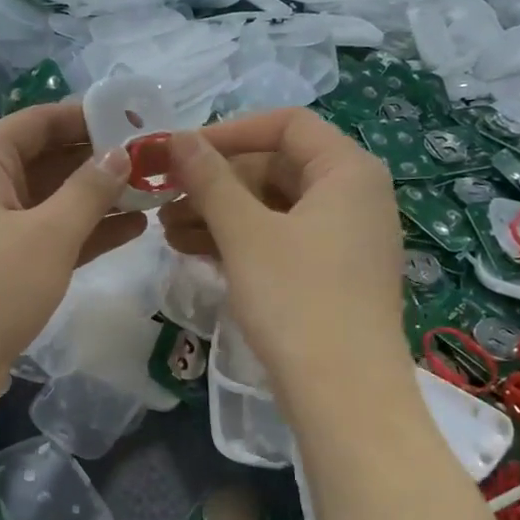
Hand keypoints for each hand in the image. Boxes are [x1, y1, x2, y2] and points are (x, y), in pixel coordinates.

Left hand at [0, 103, 143, 423]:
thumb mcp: (47, 234)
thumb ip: (89, 190)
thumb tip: (120, 153)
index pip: (40, 121)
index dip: (89, 116)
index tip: (140, 119)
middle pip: (48, 159)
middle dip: (100, 159)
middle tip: (158, 160)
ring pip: (52, 203)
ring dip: (99, 199)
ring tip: (156, 193)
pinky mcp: (0, 272)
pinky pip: (48, 239)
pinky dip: (85, 234)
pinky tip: (132, 231)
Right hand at [160, 108, 411, 403]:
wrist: (344, 395)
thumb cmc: (297, 300)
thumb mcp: (245, 234)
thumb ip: (210, 180)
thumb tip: (177, 136)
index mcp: (347, 171)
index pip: (286, 124)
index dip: (229, 131)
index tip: (181, 152)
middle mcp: (354, 195)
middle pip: (277, 167)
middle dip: (216, 182)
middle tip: (164, 199)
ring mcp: (345, 238)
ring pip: (273, 208)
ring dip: (219, 214)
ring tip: (167, 232)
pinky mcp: (332, 274)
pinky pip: (280, 240)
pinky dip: (239, 242)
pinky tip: (194, 253)